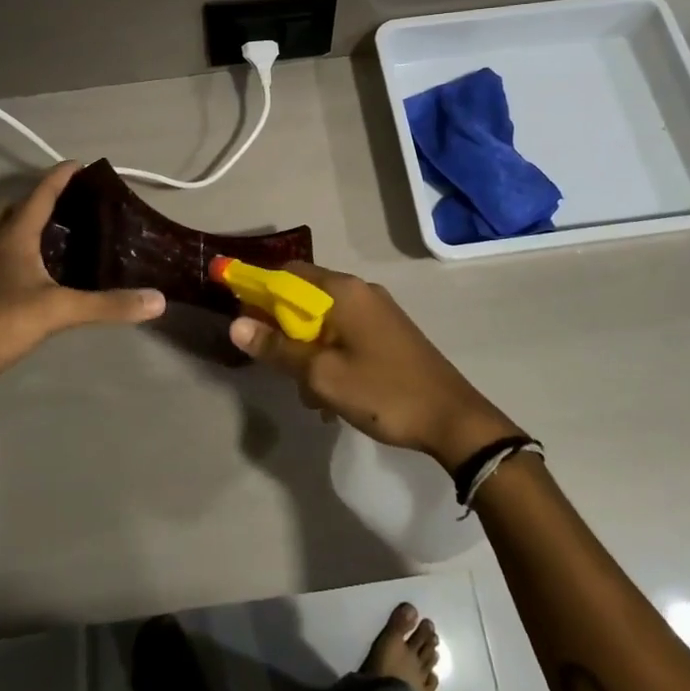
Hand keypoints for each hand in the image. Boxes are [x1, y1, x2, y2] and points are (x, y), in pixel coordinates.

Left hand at [0, 162, 164, 397]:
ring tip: (57, 238)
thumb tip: (157, 300)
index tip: (79, 164)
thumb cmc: (0, 322)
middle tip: (66, 206)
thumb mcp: (60, 310)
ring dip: (24, 228)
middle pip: (11, 208)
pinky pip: (0, 260)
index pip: (39, 194)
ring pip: (1, 234)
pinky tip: (40, 276)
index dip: (60, 176)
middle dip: (36, 200)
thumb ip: (108, 305)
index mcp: (13, 236)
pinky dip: (19, 256)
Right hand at [228, 262, 522, 470]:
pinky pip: (344, 335)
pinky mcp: (388, 333)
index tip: (242, 318)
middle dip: (284, 331)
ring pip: (324, 321)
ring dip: (308, 352)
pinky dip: (330, 357)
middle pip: (305, 297)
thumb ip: (278, 349)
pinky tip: (333, 396)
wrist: (453, 418)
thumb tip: (236, 325)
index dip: (259, 290)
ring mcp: (377, 312)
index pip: (287, 272)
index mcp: (343, 291)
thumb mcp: (322, 375)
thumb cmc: (383, 392)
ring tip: (310, 395)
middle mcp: (360, 291)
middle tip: (277, 367)